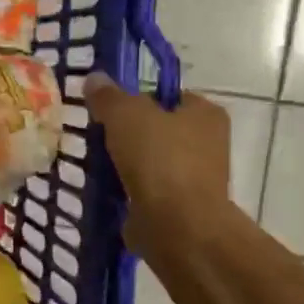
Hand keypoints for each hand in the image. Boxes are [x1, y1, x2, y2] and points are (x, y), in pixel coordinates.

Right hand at [84, 74, 231, 251]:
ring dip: (126, 162)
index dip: (137, 99)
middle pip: (158, 128)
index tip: (109, 110)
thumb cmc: (159, 159)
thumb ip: (108, 95)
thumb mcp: (125, 114)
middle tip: (97, 135)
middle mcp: (208, 142)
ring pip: (151, 160)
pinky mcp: (180, 205)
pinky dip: (128, 188)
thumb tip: (94, 78)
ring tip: (96, 163)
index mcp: (205, 113)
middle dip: (128, 133)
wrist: (178, 225)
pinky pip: (147, 188)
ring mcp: (196, 176)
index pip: (168, 95)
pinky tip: (107, 188)